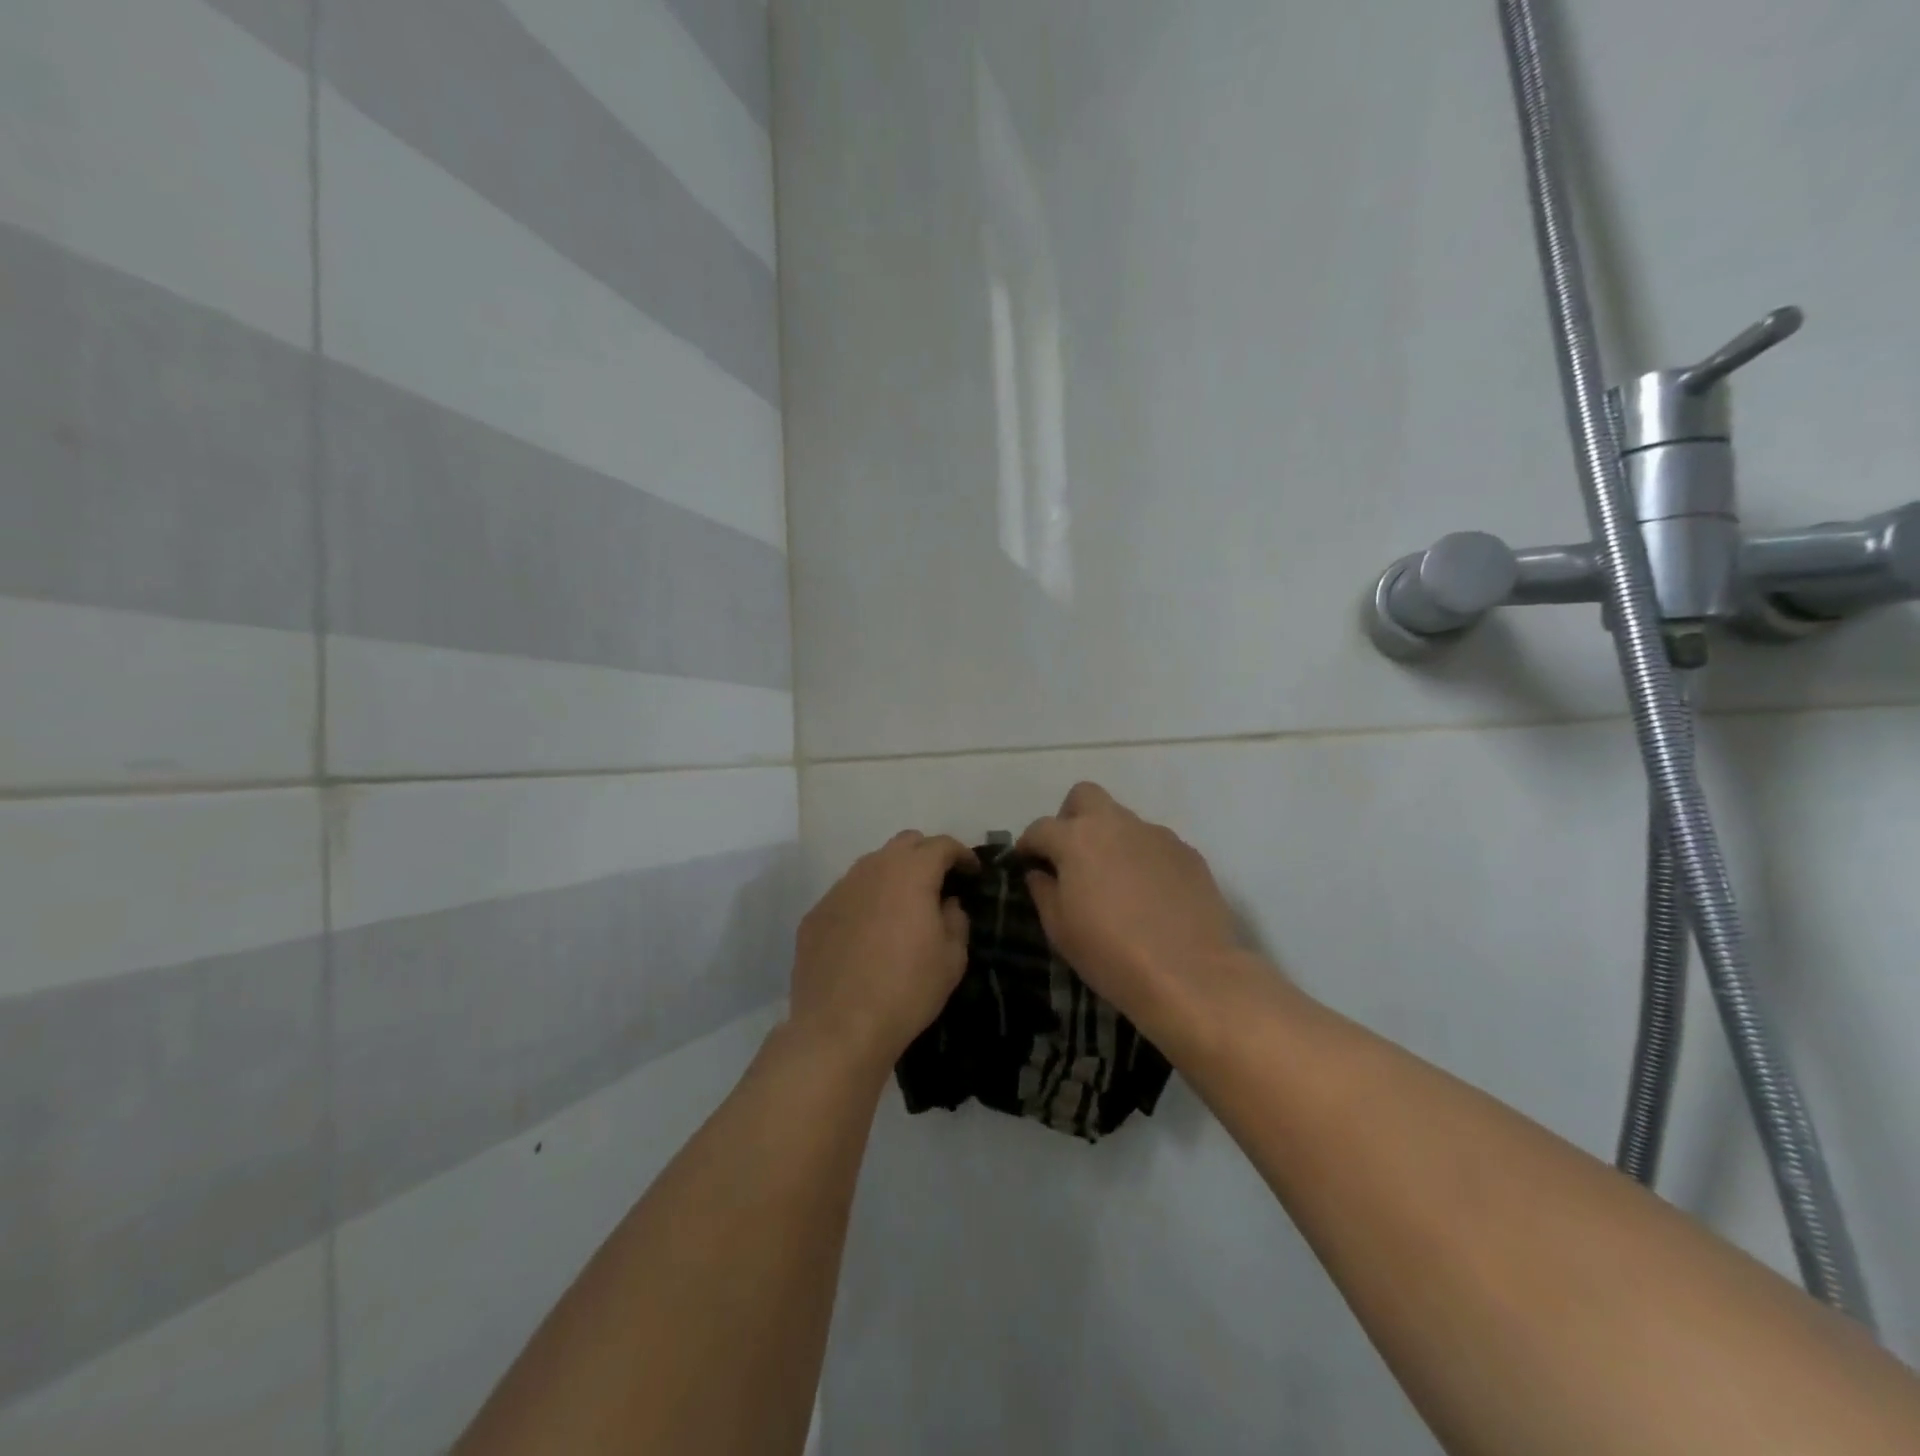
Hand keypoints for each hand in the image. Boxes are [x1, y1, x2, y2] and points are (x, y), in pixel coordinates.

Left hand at [790, 831, 977, 1071]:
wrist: (839, 1027)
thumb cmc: (907, 990)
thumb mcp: (952, 958)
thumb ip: (956, 920)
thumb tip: (947, 904)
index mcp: (911, 873)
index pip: (941, 845)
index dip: (961, 854)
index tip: (972, 872)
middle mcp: (872, 869)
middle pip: (905, 844)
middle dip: (926, 856)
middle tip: (939, 883)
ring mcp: (838, 890)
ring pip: (872, 866)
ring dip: (893, 877)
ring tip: (903, 908)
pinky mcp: (815, 914)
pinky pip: (847, 895)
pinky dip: (865, 902)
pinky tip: (868, 934)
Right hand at [1019, 783, 1263, 1051]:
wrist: (1190, 975)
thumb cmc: (1111, 954)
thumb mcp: (1060, 929)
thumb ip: (1043, 891)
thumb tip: (1040, 873)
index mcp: (1077, 839)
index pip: (1041, 827)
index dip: (1028, 844)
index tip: (1026, 862)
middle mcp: (1116, 825)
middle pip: (1085, 796)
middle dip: (1071, 818)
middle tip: (1071, 855)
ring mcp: (1157, 835)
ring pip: (1124, 821)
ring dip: (1110, 840)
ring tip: (1115, 882)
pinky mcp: (1188, 853)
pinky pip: (1155, 844)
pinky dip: (1143, 859)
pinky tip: (1149, 895)